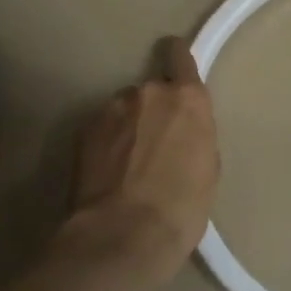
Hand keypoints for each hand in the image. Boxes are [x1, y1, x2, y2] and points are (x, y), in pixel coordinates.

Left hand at [64, 37, 220, 283]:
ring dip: (126, 127)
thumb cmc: (181, 208)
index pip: (179, 55)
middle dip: (151, 112)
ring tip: (125, 167)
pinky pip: (101, 129)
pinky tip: (107, 174)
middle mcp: (148, 92)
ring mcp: (111, 109)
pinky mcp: (83, 130)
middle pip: (150, 91)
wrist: (123, 235)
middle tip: (152, 147)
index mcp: (187, 99)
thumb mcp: (207, 170)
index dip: (176, 58)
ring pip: (123, 110)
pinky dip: (105, 144)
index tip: (173, 65)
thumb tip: (181, 133)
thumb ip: (195, 136)